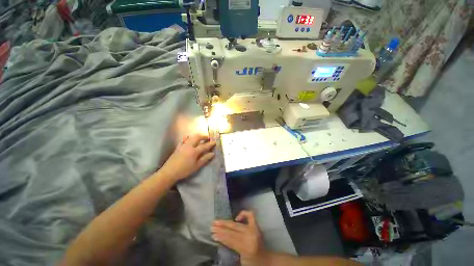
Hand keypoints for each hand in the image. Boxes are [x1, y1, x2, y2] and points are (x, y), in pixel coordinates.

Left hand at [161, 134, 215, 181]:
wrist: (169, 172)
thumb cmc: (184, 170)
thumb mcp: (196, 166)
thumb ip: (204, 159)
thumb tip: (212, 154)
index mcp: (194, 151)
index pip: (204, 146)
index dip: (210, 144)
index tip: (215, 142)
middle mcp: (189, 146)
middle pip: (197, 137)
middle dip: (203, 136)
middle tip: (208, 137)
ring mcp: (182, 146)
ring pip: (190, 137)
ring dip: (197, 136)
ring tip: (200, 137)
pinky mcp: (178, 147)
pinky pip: (183, 140)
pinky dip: (187, 138)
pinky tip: (188, 137)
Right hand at [212, 211, 267, 265]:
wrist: (266, 260)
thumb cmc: (252, 262)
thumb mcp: (241, 260)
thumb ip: (232, 248)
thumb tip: (220, 238)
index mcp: (246, 247)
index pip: (230, 240)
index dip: (221, 236)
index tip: (213, 234)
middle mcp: (250, 236)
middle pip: (233, 230)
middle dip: (221, 227)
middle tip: (212, 225)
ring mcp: (254, 229)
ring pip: (237, 224)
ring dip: (226, 222)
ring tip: (217, 221)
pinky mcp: (257, 226)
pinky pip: (250, 216)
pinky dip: (243, 214)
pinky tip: (236, 218)